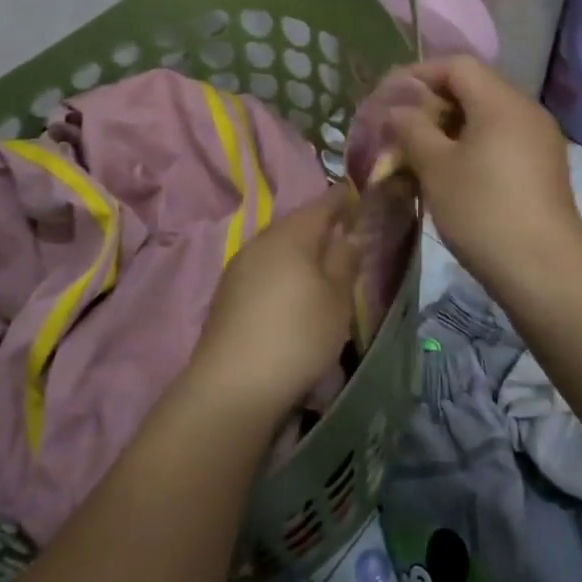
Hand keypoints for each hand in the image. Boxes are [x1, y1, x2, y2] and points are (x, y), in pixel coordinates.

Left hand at [188, 189, 359, 426]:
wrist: (233, 384)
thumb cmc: (298, 335)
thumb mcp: (336, 299)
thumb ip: (345, 261)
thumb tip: (352, 233)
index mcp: (291, 235)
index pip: (321, 204)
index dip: (340, 199)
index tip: (355, 197)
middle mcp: (261, 241)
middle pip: (295, 224)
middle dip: (319, 225)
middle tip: (343, 233)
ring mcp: (238, 266)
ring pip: (276, 246)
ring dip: (298, 249)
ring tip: (319, 264)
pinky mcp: (226, 293)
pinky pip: (262, 267)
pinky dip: (281, 269)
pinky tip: (290, 289)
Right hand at [387, 56, 581, 297]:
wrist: (543, 270)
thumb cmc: (483, 211)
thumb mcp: (436, 167)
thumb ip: (413, 129)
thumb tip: (399, 109)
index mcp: (502, 102)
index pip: (457, 65)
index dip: (419, 74)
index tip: (389, 96)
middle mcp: (527, 111)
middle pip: (474, 87)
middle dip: (433, 101)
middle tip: (400, 126)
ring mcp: (540, 140)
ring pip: (488, 116)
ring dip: (451, 125)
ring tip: (420, 150)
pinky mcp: (544, 167)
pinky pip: (502, 139)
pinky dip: (473, 144)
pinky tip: (452, 172)